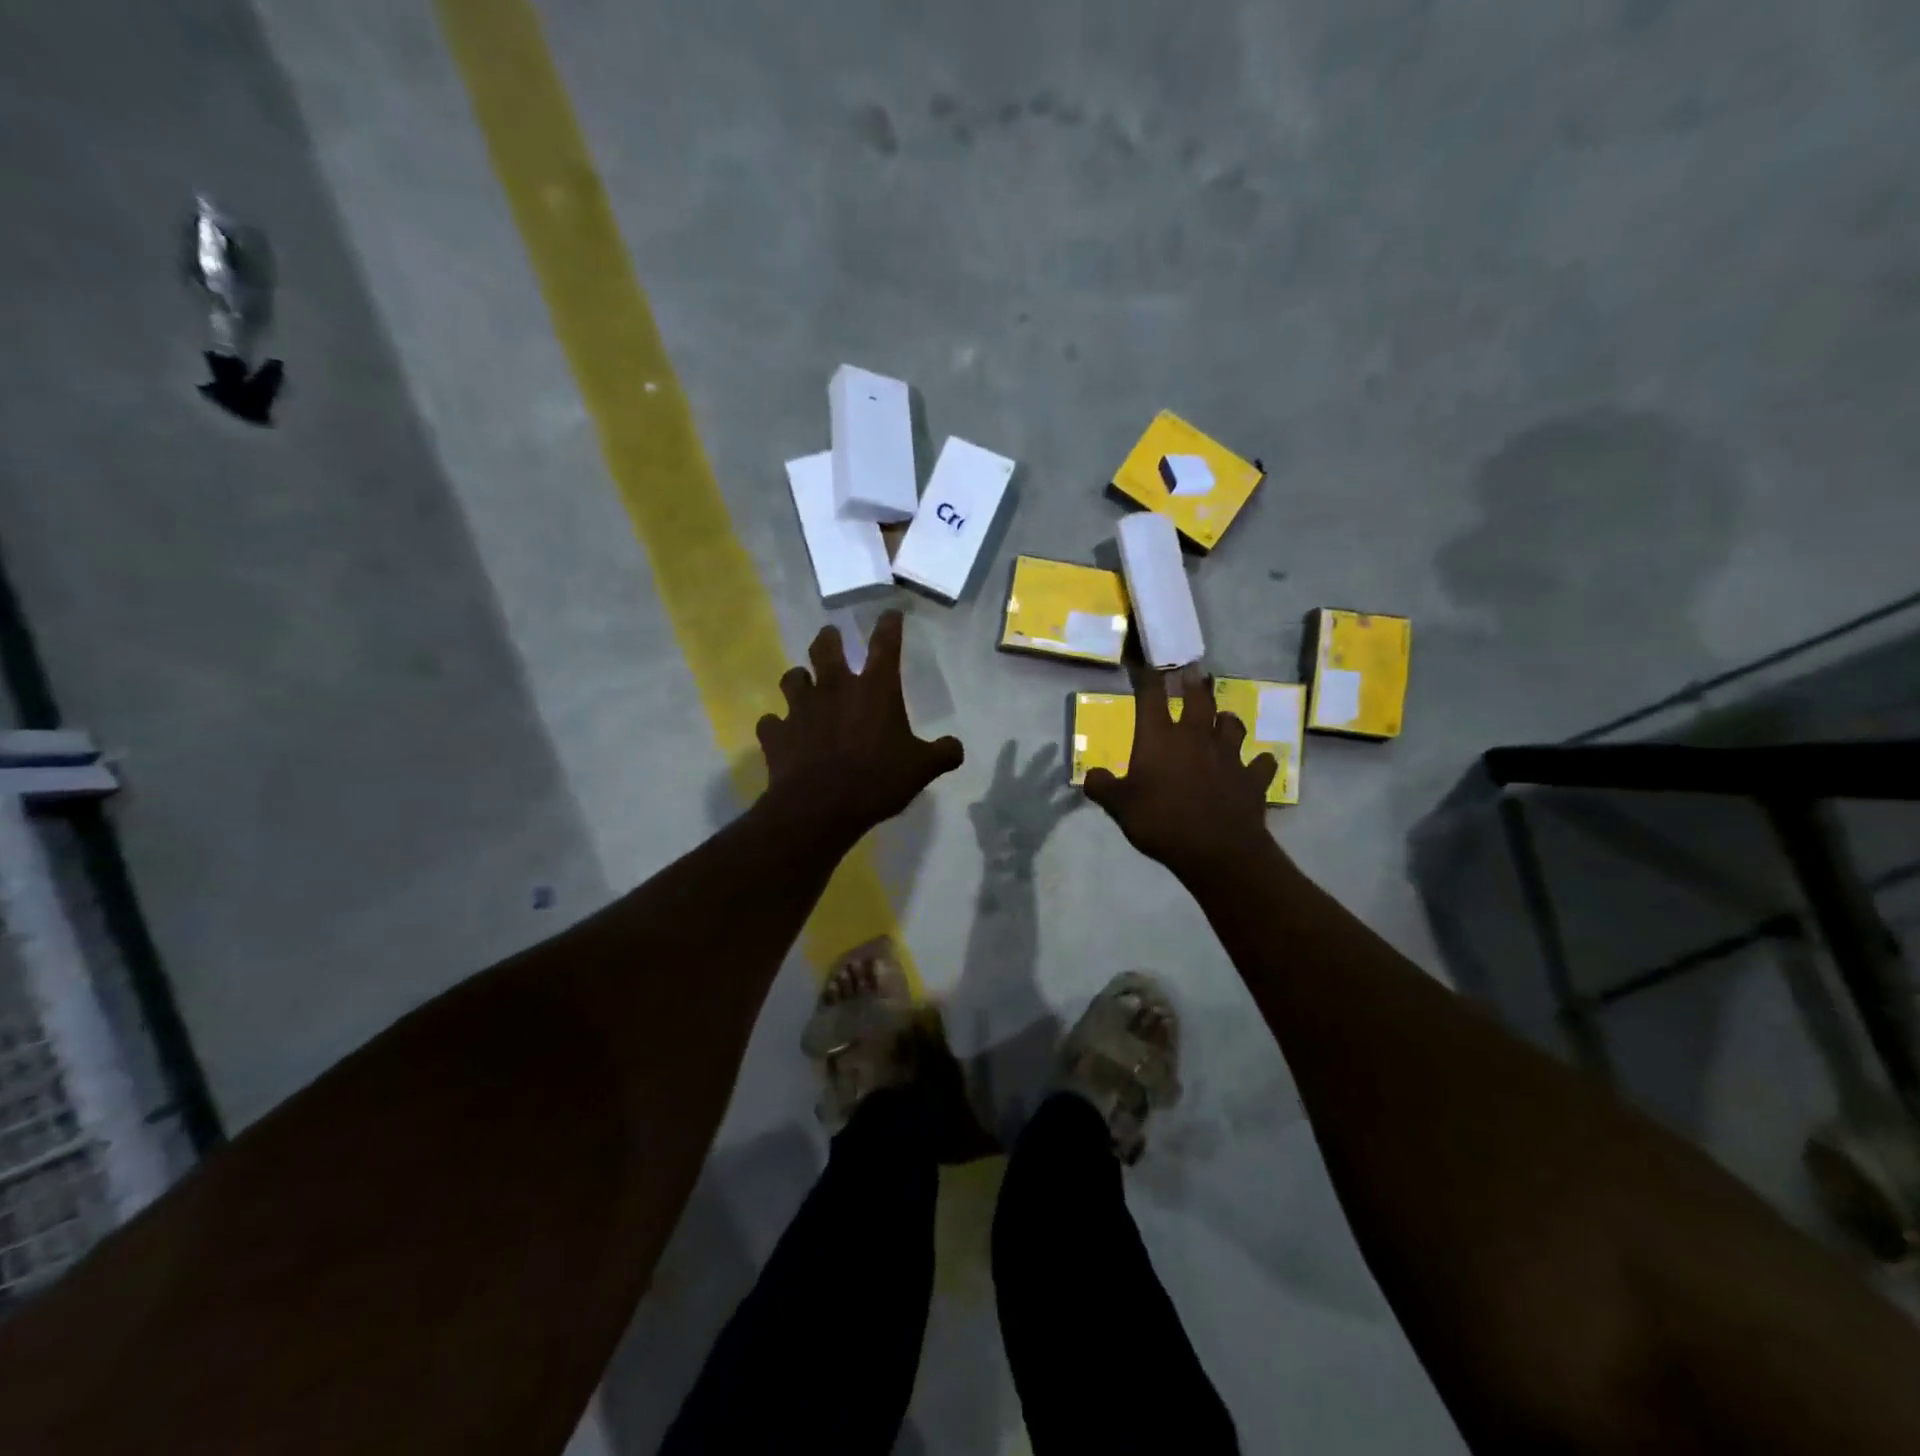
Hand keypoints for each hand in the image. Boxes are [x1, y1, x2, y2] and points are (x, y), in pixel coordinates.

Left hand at [757, 610, 964, 841]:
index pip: (885, 644)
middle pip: (825, 648)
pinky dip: (777, 725)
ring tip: (803, 683)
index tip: (890, 613)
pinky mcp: (776, 733)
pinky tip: (782, 732)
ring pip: (792, 678)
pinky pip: (771, 722)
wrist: (820, 807)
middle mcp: (834, 688)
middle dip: (829, 638)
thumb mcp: (921, 769)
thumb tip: (956, 748)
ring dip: (799, 678)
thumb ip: (942, 754)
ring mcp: (800, 709)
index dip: (889, 625)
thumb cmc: (876, 780)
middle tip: (831, 637)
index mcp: (875, 689)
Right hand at [968, 741, 1082, 868]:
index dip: (1008, 753)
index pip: (1004, 765)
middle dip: (1044, 756)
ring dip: (1062, 772)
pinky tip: (1084, 793)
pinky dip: (1076, 799)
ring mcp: (1040, 799)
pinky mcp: (1052, 813)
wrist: (1008, 849)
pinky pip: (1067, 804)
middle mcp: (1024, 787)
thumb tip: (974, 805)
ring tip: (1070, 765)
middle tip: (1053, 745)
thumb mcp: (980, 820)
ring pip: (1054, 781)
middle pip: (1036, 767)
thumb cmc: (990, 833)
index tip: (1013, 741)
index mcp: (1003, 786)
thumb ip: (978, 811)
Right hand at [1083, 663, 1276, 877]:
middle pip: (1198, 699)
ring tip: (1224, 719)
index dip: (1147, 678)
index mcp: (1160, 738)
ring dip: (1227, 719)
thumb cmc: (1161, 821)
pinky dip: (1258, 762)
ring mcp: (1229, 755)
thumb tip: (1091, 775)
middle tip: (1194, 671)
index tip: (1146, 663)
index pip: (1151, 697)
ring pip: (1232, 724)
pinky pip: (1261, 763)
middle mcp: (1196, 737)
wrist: (1217, 850)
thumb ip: (1103, 788)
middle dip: (1194, 683)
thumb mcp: (1119, 807)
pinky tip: (1256, 764)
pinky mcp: (1253, 778)